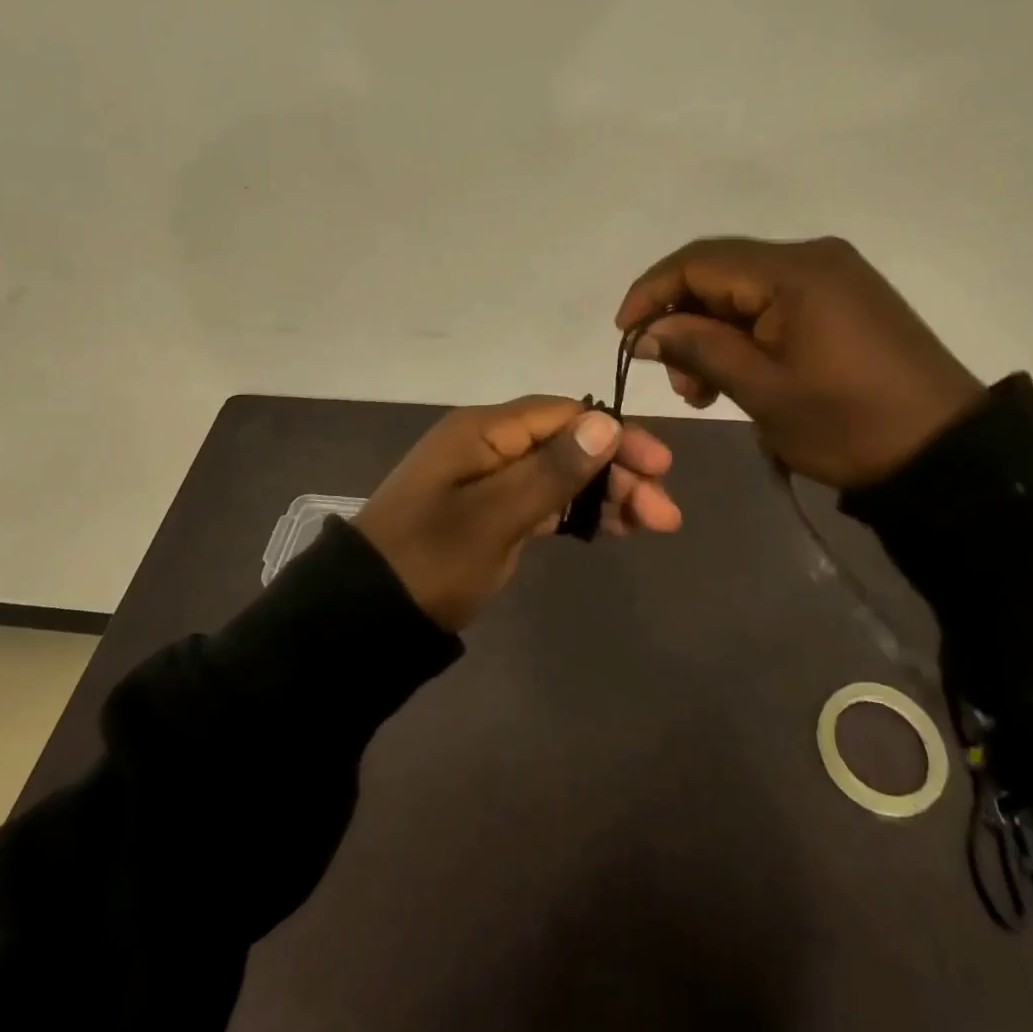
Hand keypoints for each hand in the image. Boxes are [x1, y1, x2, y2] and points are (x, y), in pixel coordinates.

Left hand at [354, 396, 680, 630]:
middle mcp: (490, 445)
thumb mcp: (494, 517)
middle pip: (568, 444)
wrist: (367, 617)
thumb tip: (606, 423)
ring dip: (606, 494)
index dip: (615, 435)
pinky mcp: (492, 512)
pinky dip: (579, 512)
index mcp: (484, 431)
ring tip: (651, 525)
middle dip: (618, 472)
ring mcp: (490, 479)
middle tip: (664, 513)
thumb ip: (551, 471)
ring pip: (561, 473)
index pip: (565, 414)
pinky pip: (545, 500)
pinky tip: (613, 529)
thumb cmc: (430, 560)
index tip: (660, 466)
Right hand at [616, 236, 984, 488]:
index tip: (624, 335)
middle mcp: (812, 256)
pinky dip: (745, 332)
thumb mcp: (762, 390)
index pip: (698, 262)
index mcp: (792, 271)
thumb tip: (646, 332)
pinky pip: (775, 302)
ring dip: (712, 330)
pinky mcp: (844, 298)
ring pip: (745, 289)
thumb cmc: (848, 423)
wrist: (949, 453)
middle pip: (720, 272)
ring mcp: (833, 275)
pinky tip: (739, 373)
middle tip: (675, 378)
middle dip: (682, 318)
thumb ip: (697, 349)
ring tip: (704, 388)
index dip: (651, 292)